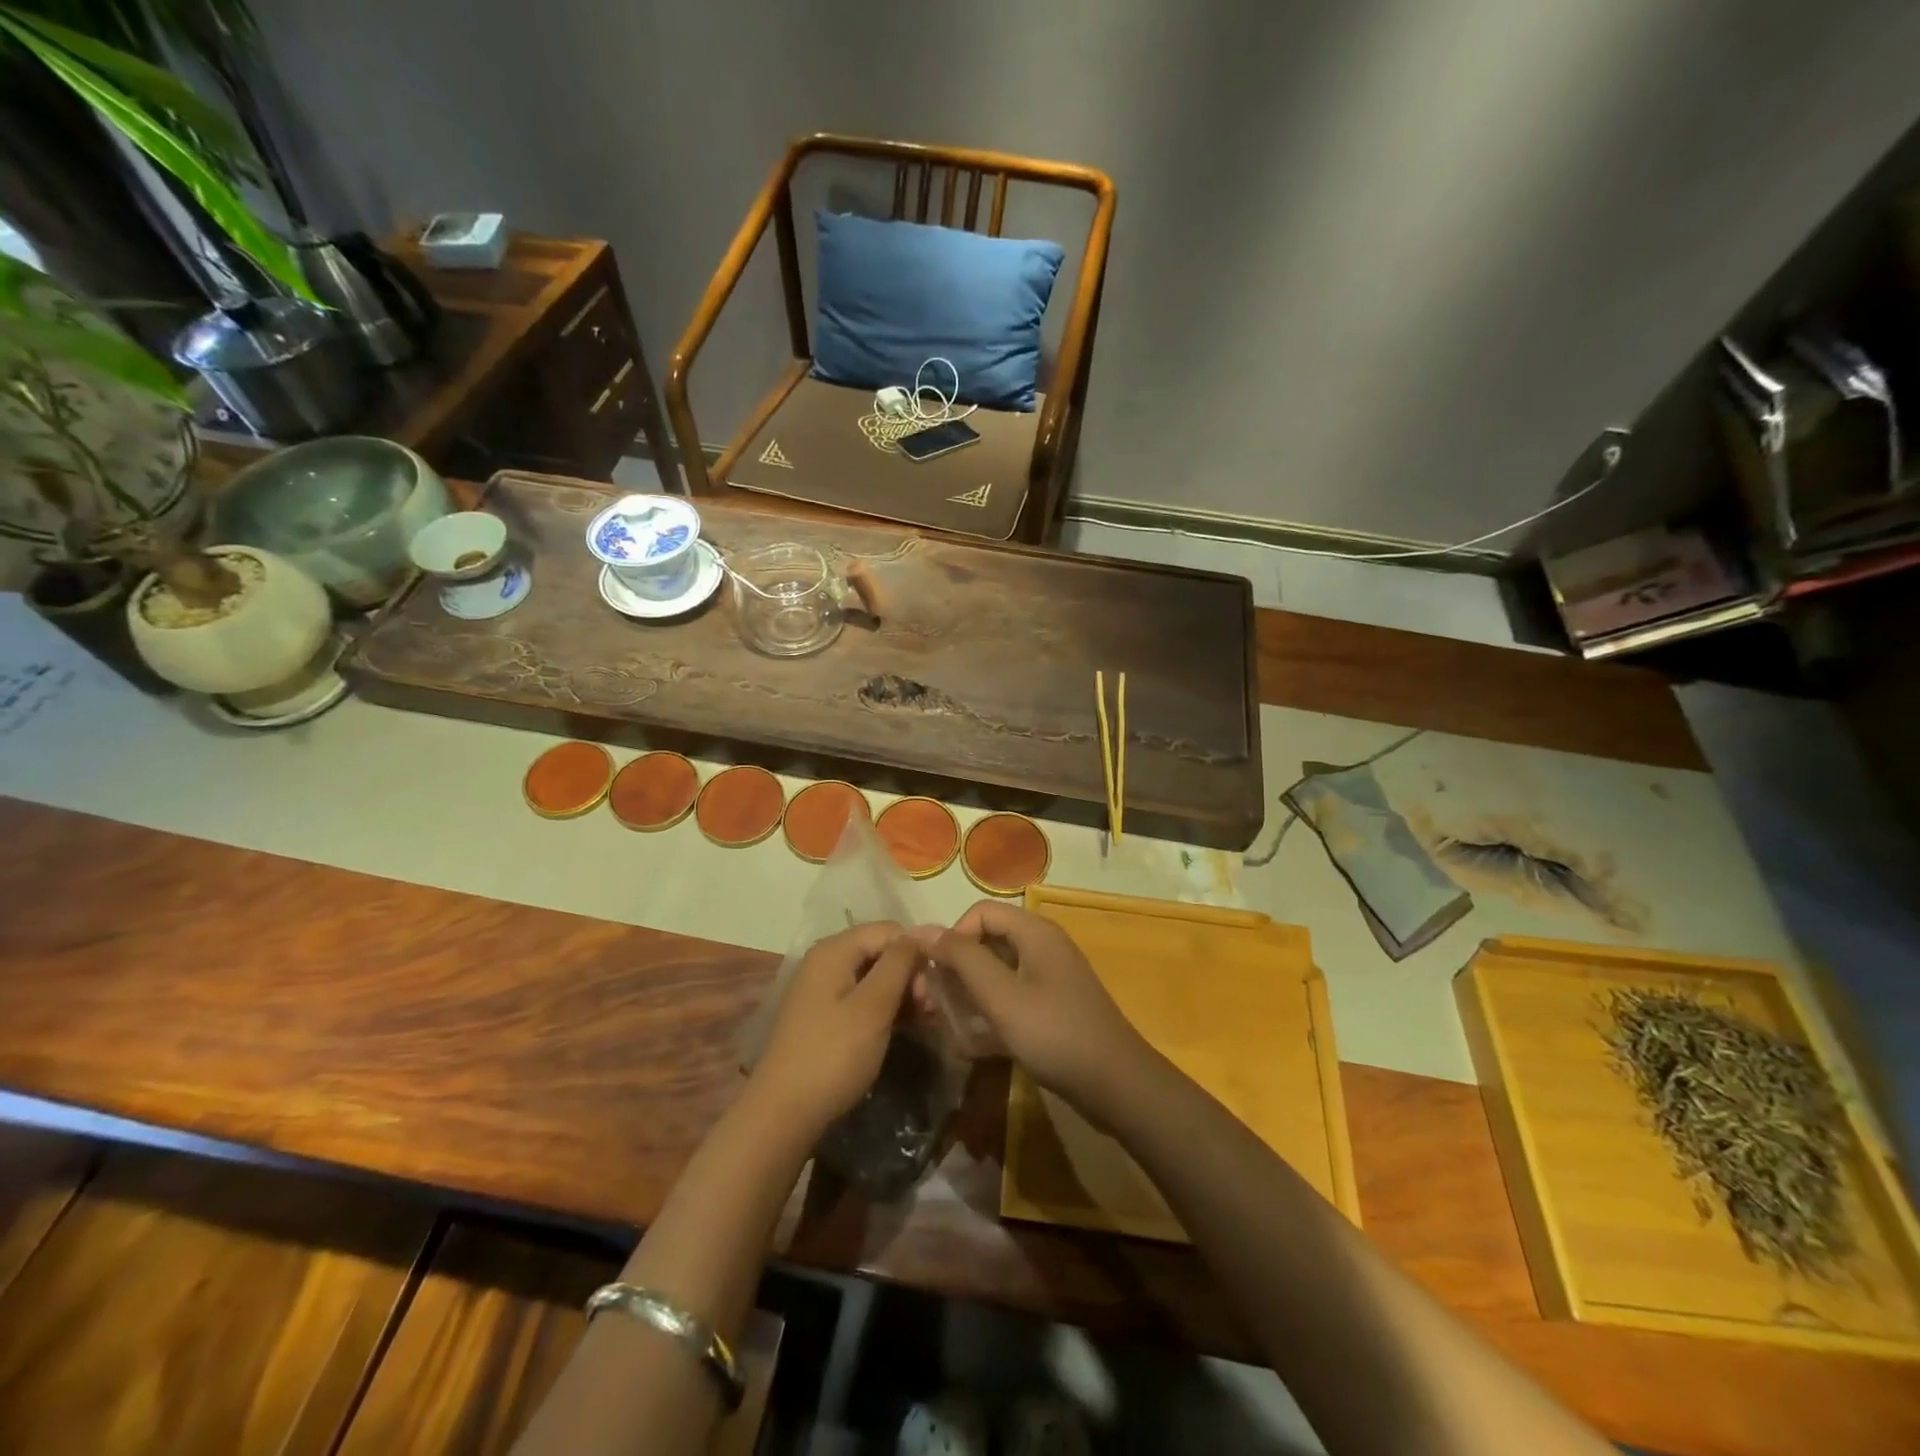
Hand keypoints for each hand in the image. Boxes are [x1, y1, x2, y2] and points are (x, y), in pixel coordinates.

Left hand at [750, 922, 917, 1138]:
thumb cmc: (833, 1054)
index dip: (916, 951)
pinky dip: (884, 1008)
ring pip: (873, 975)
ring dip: (901, 993)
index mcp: (834, 950)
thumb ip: (899, 963)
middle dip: (910, 974)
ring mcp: (821, 989)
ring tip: (923, 1021)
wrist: (783, 1114)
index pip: (889, 930)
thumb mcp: (873, 1006)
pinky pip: (861, 997)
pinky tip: (903, 1027)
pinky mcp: (823, 1015)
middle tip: (930, 1010)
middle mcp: (825, 961)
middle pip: (880, 950)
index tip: (934, 987)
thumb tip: (922, 932)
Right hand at [922, 901, 1154, 1117]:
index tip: (938, 975)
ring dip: (969, 997)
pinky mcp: (1052, 1007)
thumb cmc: (1055, 1033)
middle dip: (956, 972)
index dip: (953, 937)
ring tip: (950, 1028)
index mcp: (1034, 931)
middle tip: (933, 1007)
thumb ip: (962, 959)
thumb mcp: (1001, 995)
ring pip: (996, 974)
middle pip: (987, 942)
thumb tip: (923, 930)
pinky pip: (1011, 998)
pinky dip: (990, 1014)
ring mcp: (1049, 978)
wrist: (1116, 1085)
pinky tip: (974, 1045)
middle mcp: (1042, 946)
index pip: (980, 913)